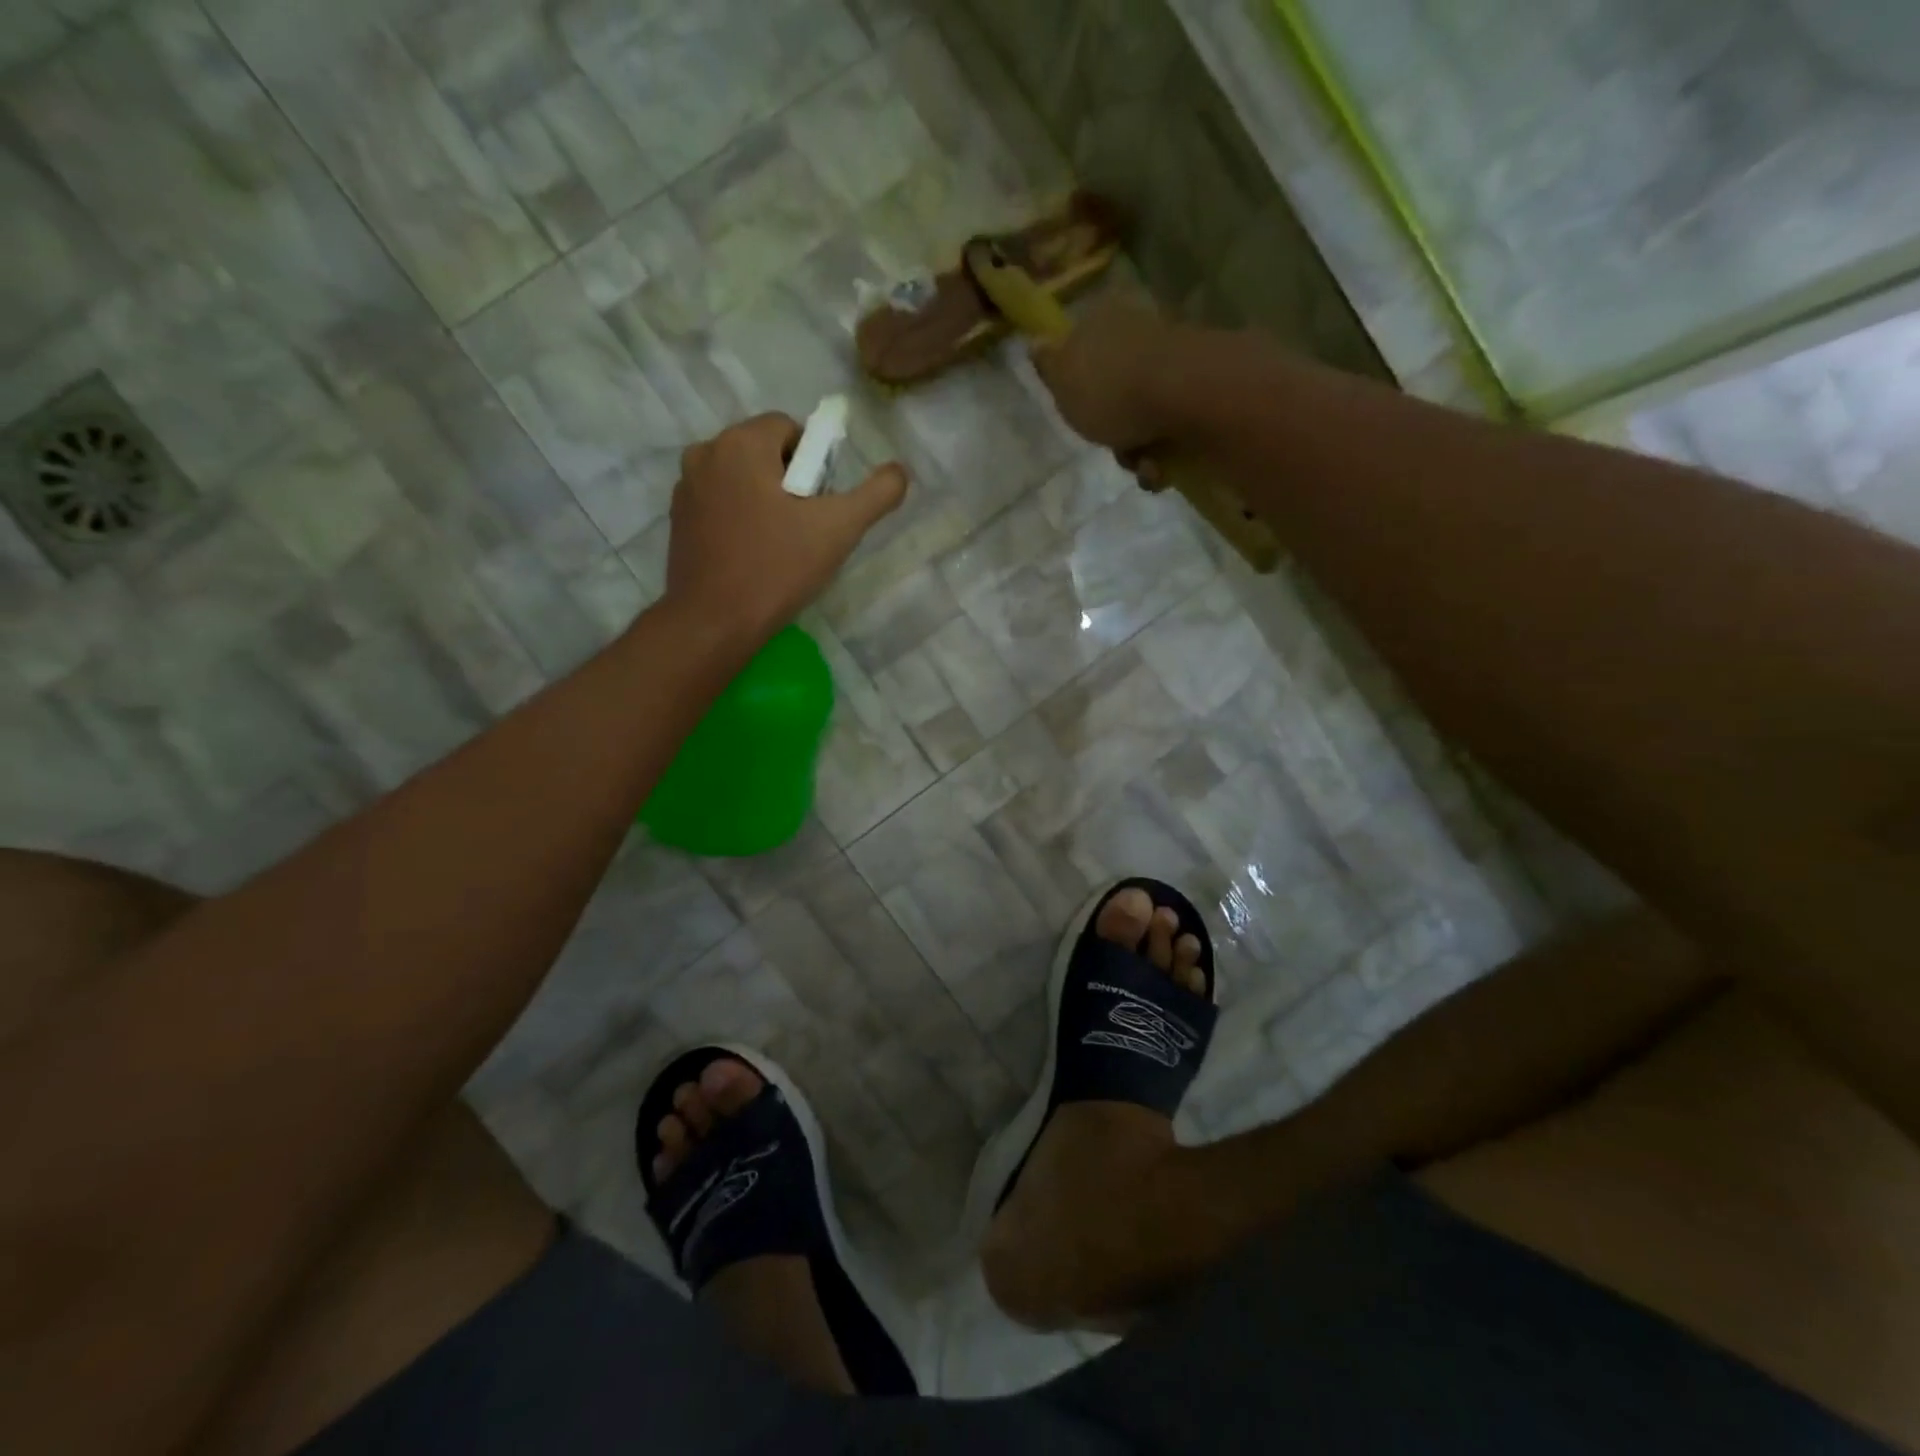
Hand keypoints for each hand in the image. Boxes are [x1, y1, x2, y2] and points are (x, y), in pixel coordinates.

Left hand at [665, 413, 907, 641]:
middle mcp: (705, 453)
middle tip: (806, 527)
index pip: (790, 428)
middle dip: (791, 481)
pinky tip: (753, 555)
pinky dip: (740, 517)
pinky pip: (721, 503)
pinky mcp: (678, 520)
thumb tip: (900, 471)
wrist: (714, 623)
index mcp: (741, 443)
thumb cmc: (777, 568)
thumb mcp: (839, 529)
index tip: (822, 504)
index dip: (816, 463)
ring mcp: (685, 487)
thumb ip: (877, 494)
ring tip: (781, 545)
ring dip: (765, 499)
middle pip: (765, 451)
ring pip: (742, 478)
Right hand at [1029, 294, 1184, 460]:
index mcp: (1104, 319)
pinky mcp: (1202, 390)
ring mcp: (1174, 360)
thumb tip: (1036, 342)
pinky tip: (1161, 467)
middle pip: (1114, 389)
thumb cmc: (1111, 389)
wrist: (1187, 397)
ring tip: (1141, 463)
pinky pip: (1172, 427)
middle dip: (1111, 427)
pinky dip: (1164, 453)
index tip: (1076, 412)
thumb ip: (1048, 364)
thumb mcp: (1062, 378)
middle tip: (1108, 444)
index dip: (1076, 385)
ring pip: (1142, 413)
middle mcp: (1140, 331)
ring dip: (1137, 448)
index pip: (1082, 348)